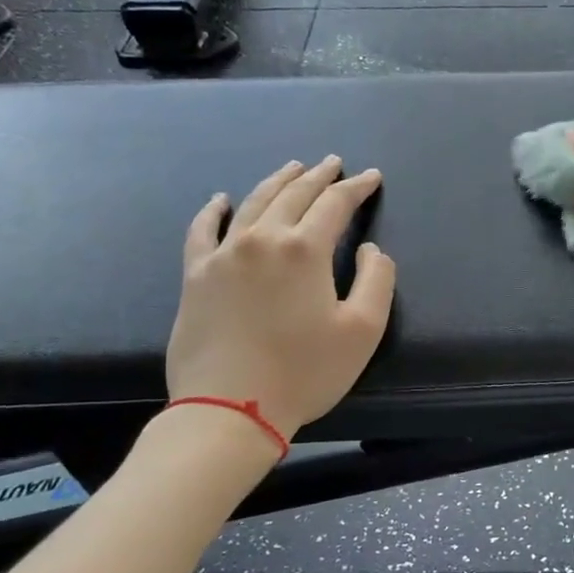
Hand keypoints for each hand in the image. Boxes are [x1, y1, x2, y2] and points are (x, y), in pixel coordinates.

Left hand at [167, 156, 396, 435]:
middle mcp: (262, 239)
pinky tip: (221, 200)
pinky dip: (214, 211)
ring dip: (276, 181)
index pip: (335, 204)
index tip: (371, 176)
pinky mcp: (196, 275)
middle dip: (318, 176)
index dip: (357, 187)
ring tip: (292, 168)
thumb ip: (377, 279)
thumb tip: (370, 249)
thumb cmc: (304, 372)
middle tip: (333, 163)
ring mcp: (223, 254)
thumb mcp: (363, 330)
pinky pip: (202, 230)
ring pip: (253, 202)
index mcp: (305, 249)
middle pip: (294, 194)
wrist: (230, 409)